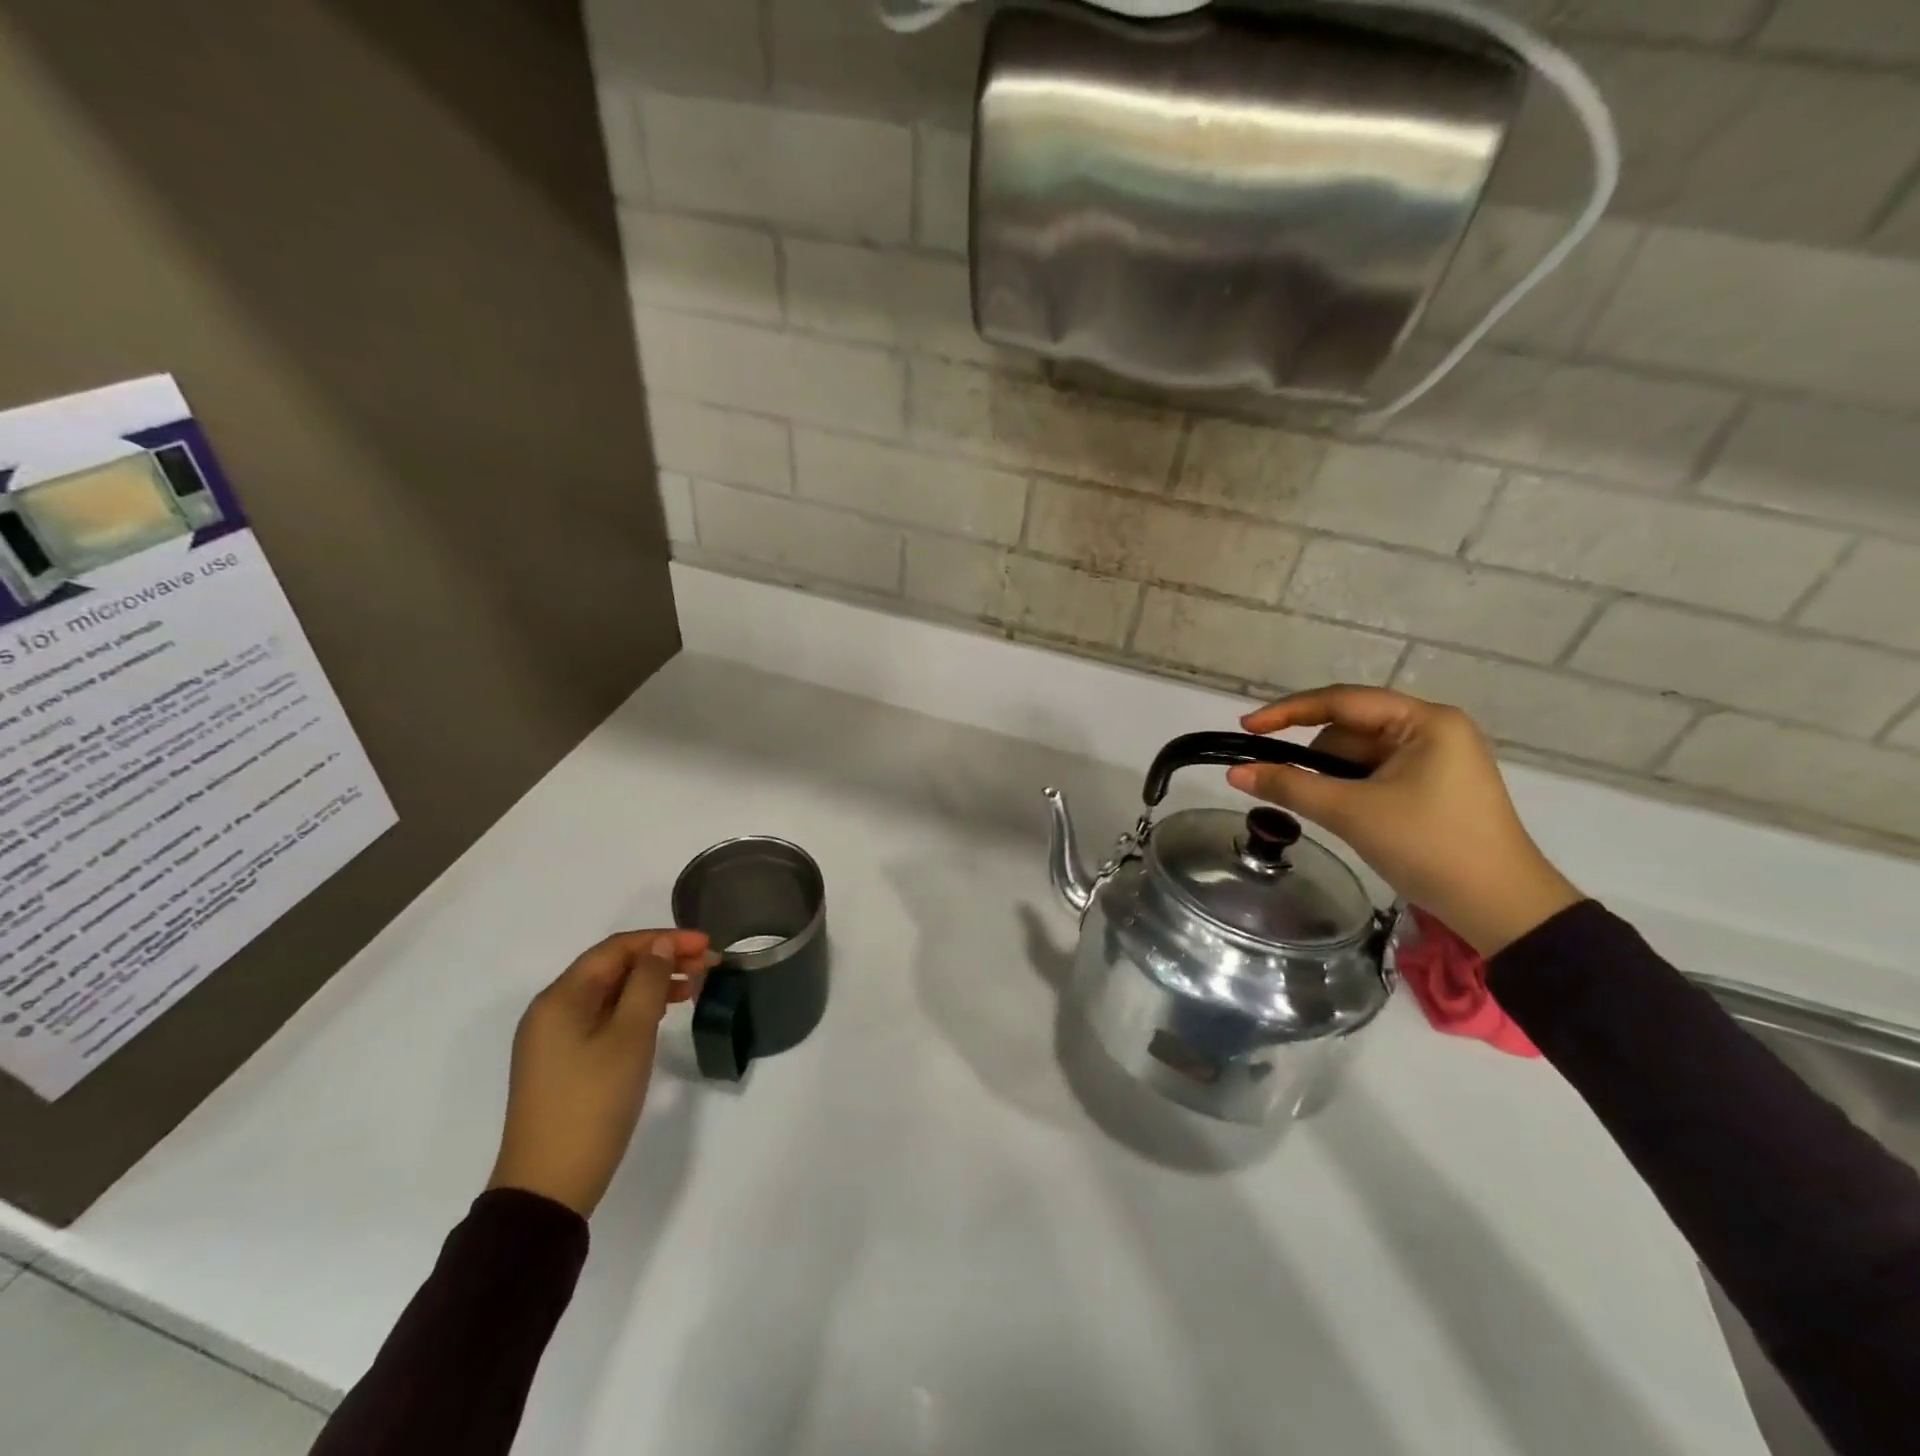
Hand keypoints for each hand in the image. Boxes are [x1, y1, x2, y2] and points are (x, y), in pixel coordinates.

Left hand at [488, 929, 712, 1216]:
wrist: (549, 1186)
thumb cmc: (593, 1103)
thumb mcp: (630, 1036)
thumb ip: (648, 983)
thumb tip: (659, 946)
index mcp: (560, 998)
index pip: (617, 949)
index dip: (664, 940)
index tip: (707, 945)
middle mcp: (552, 1010)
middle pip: (612, 968)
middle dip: (661, 959)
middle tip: (708, 965)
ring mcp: (554, 1039)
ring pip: (610, 993)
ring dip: (651, 984)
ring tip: (692, 988)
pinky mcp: (563, 1062)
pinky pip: (603, 1017)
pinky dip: (636, 1008)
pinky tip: (662, 1014)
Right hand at [1227, 686, 1581, 955]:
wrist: (1502, 909)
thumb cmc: (1430, 847)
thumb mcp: (1352, 813)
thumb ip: (1290, 786)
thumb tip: (1235, 773)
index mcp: (1425, 721)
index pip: (1342, 701)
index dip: (1288, 711)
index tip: (1246, 727)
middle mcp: (1432, 730)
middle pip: (1350, 728)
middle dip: (1312, 754)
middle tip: (1275, 779)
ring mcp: (1435, 759)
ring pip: (1359, 754)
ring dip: (1329, 775)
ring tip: (1311, 806)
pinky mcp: (1432, 787)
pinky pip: (1374, 774)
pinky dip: (1347, 788)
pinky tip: (1334, 810)